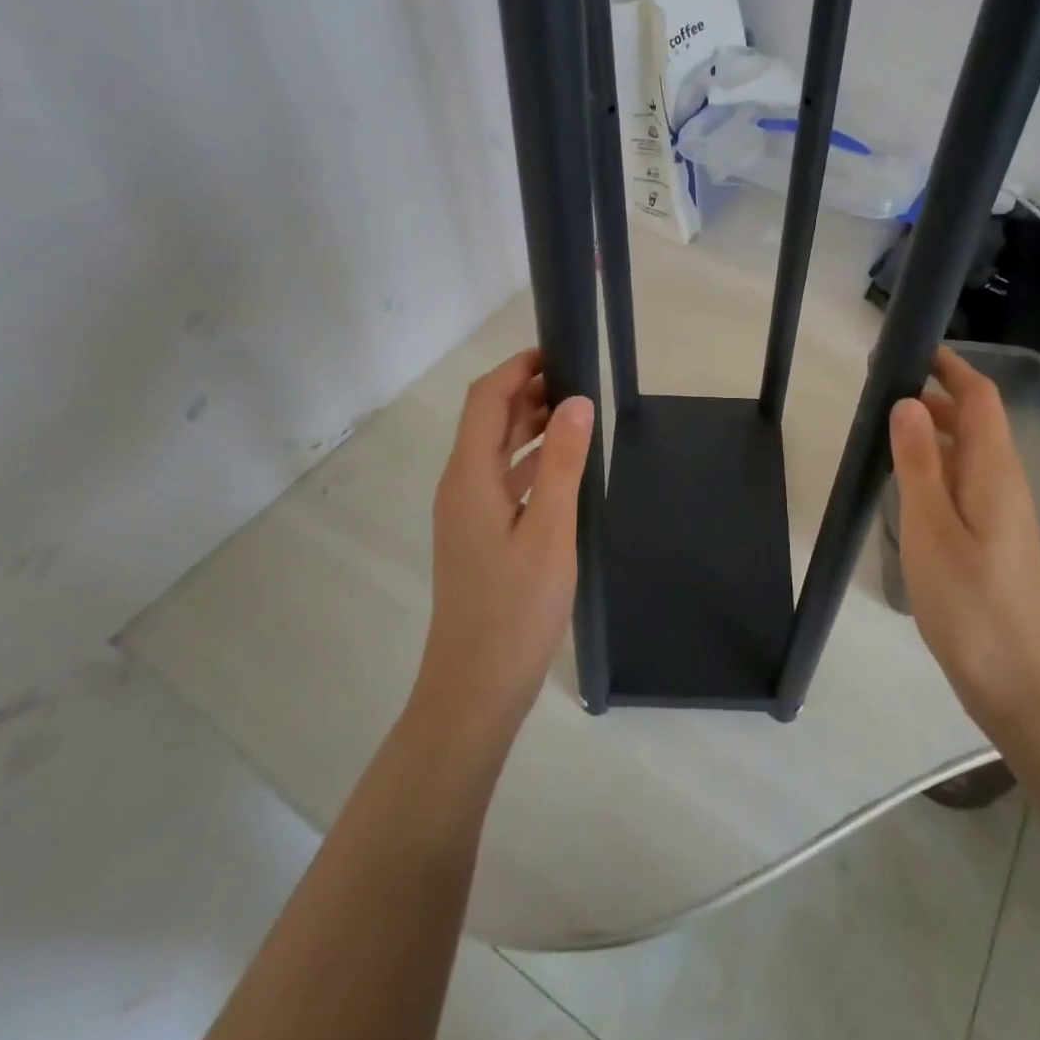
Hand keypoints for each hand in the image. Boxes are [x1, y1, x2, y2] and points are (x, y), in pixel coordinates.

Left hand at [415, 348, 595, 733]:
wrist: (476, 688)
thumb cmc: (515, 609)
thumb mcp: (550, 531)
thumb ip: (562, 462)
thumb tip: (576, 399)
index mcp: (469, 477)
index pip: (486, 400)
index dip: (517, 369)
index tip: (558, 352)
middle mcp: (461, 486)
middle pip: (488, 421)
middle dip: (527, 392)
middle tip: (578, 381)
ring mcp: (467, 513)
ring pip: (496, 450)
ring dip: (530, 425)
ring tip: (577, 413)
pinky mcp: (479, 534)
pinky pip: (504, 479)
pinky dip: (532, 460)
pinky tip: (565, 464)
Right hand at [890, 347, 1039, 729]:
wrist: (1022, 686)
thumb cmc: (971, 603)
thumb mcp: (931, 527)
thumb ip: (918, 463)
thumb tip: (909, 403)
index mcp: (995, 470)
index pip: (981, 397)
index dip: (950, 367)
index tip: (909, 350)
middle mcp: (1005, 483)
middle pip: (976, 421)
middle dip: (935, 395)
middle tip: (880, 391)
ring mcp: (1003, 514)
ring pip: (969, 454)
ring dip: (934, 432)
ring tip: (885, 431)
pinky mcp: (994, 541)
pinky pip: (965, 484)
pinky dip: (936, 468)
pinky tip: (906, 486)